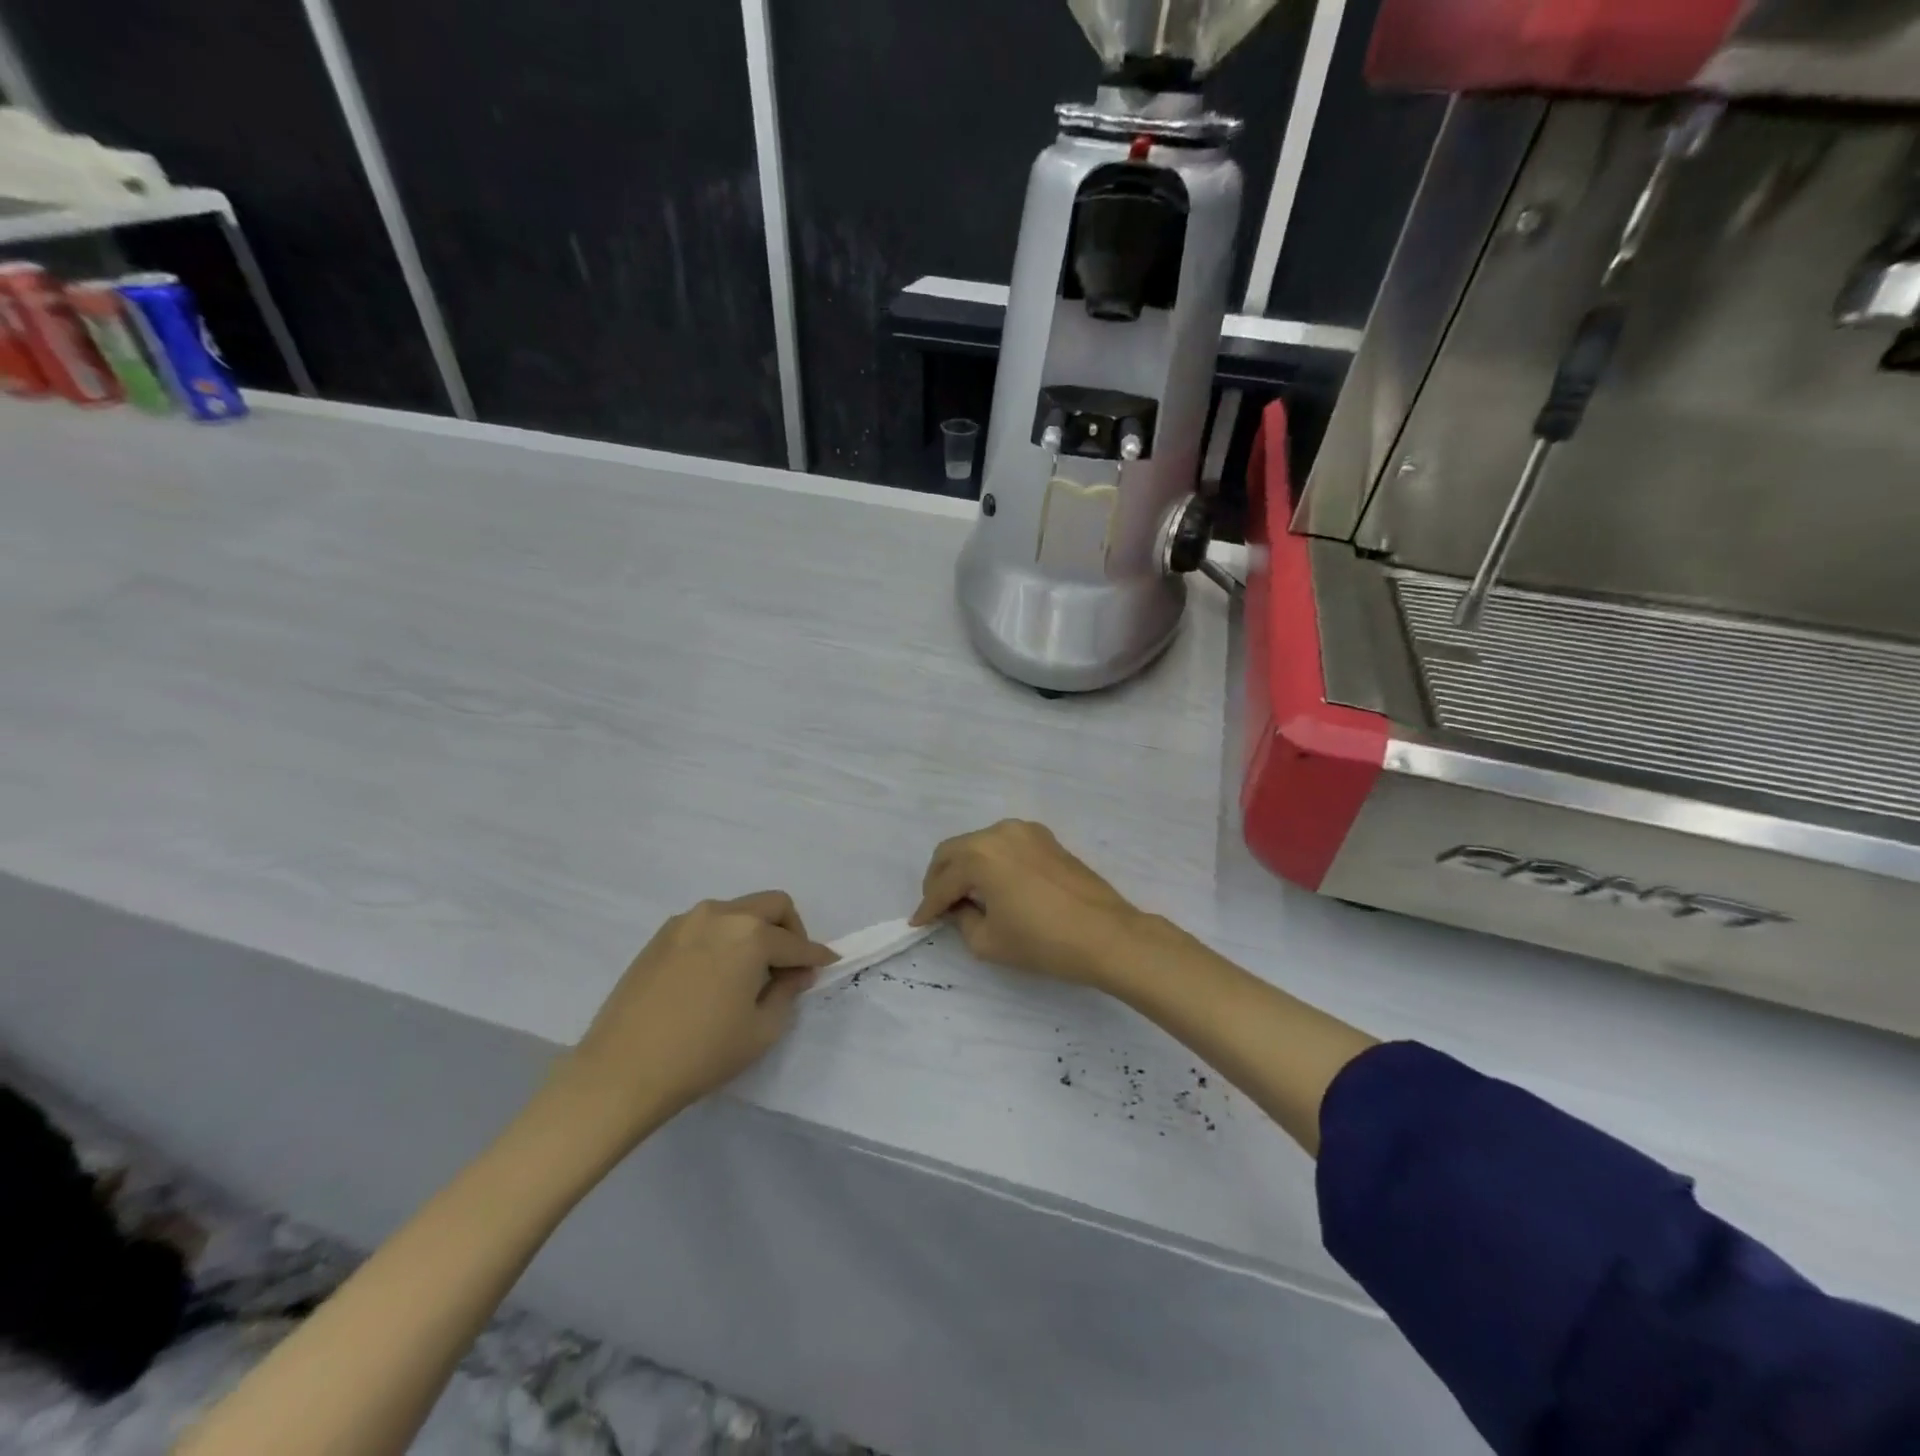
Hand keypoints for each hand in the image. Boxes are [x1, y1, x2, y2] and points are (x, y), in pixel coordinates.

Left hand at [552, 892, 836, 1144]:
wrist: (621, 1072)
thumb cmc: (702, 1053)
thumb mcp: (761, 1029)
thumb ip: (787, 991)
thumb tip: (795, 972)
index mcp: (750, 935)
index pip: (796, 943)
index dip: (816, 956)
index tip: (828, 963)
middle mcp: (720, 915)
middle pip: (771, 905)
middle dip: (790, 930)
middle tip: (789, 965)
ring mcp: (685, 922)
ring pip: (737, 911)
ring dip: (755, 931)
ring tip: (750, 973)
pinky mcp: (661, 936)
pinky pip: (707, 925)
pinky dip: (725, 938)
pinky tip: (717, 974)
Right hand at [911, 820, 1142, 986]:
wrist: (1106, 935)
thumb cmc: (1043, 941)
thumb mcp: (989, 942)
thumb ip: (963, 920)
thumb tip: (961, 908)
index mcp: (979, 855)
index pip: (943, 882)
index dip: (927, 906)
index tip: (918, 923)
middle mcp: (999, 832)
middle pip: (954, 851)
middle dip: (940, 879)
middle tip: (937, 906)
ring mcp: (1026, 831)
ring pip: (979, 844)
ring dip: (965, 867)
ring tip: (966, 897)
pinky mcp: (1046, 839)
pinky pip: (1005, 845)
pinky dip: (991, 862)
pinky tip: (995, 885)